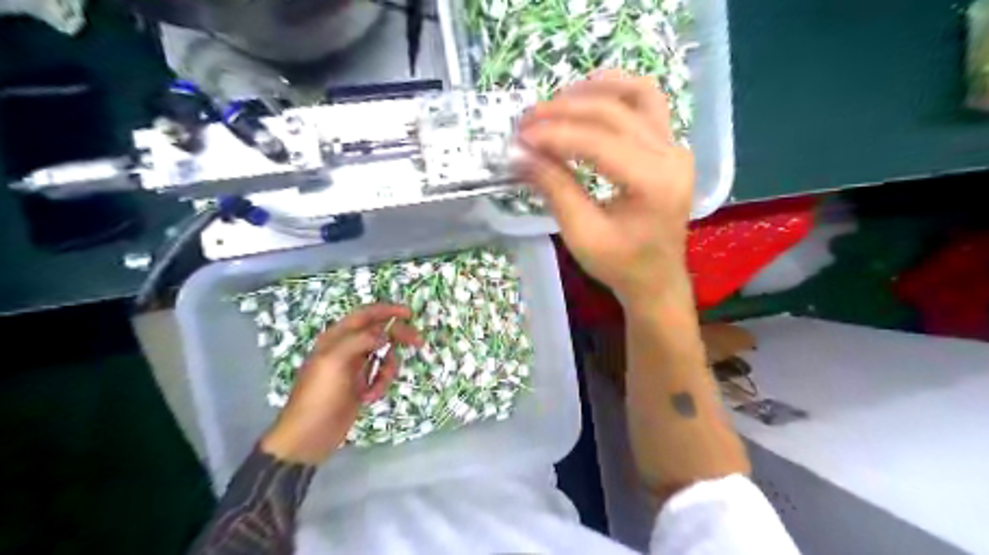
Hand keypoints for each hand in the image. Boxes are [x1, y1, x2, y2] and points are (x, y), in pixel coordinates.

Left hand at [258, 305, 419, 464]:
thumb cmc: (319, 395)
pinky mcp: (361, 385)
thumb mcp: (335, 361)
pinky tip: (369, 398)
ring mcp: (355, 367)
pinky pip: (381, 376)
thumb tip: (385, 334)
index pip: (365, 315)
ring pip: (384, 356)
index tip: (409, 313)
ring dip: (387, 370)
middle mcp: (347, 348)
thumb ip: (360, 340)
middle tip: (419, 342)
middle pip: (380, 333)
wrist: (310, 436)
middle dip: (398, 337)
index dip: (387, 310)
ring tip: (375, 388)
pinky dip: (380, 385)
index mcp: (336, 338)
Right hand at [518, 70, 694, 309]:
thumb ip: (555, 188)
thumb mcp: (581, 234)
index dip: (555, 135)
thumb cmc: (620, 265)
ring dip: (591, 91)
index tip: (520, 137)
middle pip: (614, 113)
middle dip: (564, 111)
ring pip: (635, 94)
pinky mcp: (670, 145)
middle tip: (526, 121)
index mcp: (654, 183)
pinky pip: (646, 102)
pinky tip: (588, 96)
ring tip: (554, 103)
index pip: (599, 142)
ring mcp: (675, 146)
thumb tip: (520, 154)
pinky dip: (616, 91)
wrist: (656, 278)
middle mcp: (672, 155)